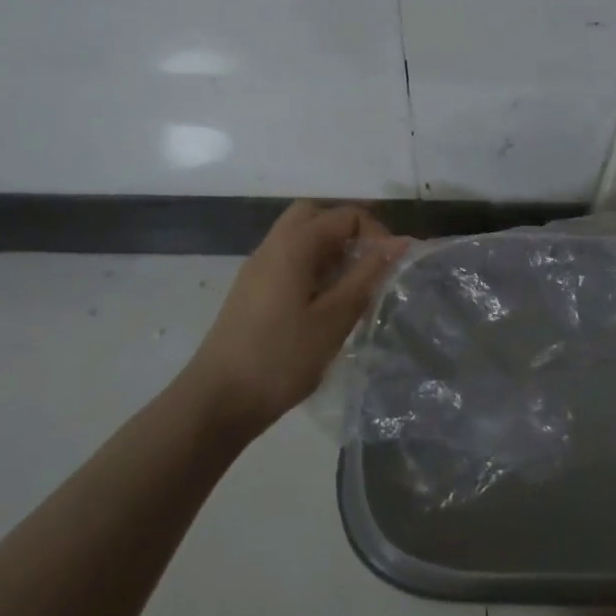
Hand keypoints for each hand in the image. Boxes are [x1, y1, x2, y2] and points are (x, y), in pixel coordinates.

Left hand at [180, 202, 407, 437]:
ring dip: (329, 249)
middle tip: (368, 263)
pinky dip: (311, 265)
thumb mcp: (334, 318)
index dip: (375, 233)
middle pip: (315, 215)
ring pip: (298, 236)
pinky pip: (287, 259)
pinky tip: (322, 303)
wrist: (216, 401)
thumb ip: (367, 276)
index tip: (390, 267)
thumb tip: (399, 243)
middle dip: (347, 230)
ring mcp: (257, 267)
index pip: (345, 215)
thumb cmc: (281, 358)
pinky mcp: (250, 290)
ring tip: (349, 286)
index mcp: (294, 245)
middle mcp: (273, 245)